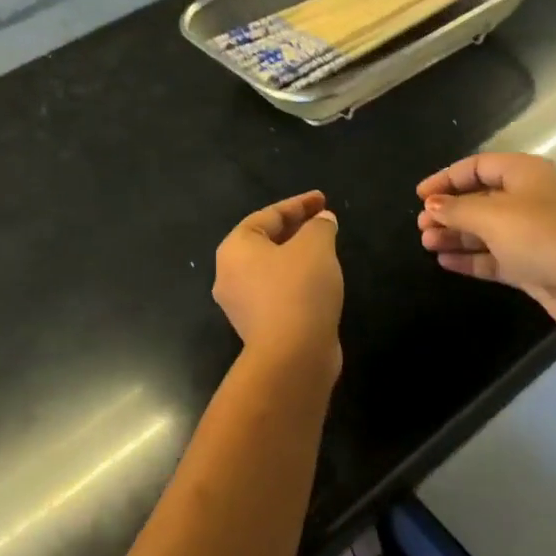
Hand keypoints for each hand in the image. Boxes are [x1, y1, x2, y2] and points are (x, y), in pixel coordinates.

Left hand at [214, 190, 343, 370]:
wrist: (293, 355)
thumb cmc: (299, 289)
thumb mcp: (316, 246)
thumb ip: (319, 226)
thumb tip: (322, 221)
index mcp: (235, 248)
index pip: (268, 216)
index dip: (299, 204)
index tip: (323, 200)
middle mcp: (229, 275)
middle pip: (265, 242)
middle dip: (296, 229)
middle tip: (324, 222)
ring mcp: (241, 305)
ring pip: (272, 269)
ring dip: (297, 256)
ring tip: (325, 250)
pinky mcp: (259, 327)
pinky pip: (278, 293)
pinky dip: (297, 281)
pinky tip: (319, 282)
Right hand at [415, 153, 555, 333]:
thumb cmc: (541, 235)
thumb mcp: (492, 216)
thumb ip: (457, 209)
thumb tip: (431, 205)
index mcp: (525, 173)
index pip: (478, 166)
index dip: (447, 178)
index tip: (419, 195)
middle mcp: (530, 198)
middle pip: (481, 199)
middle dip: (449, 211)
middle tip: (420, 227)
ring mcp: (532, 233)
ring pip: (486, 230)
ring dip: (456, 235)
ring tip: (427, 244)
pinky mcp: (533, 264)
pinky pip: (495, 256)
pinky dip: (472, 258)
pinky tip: (445, 261)